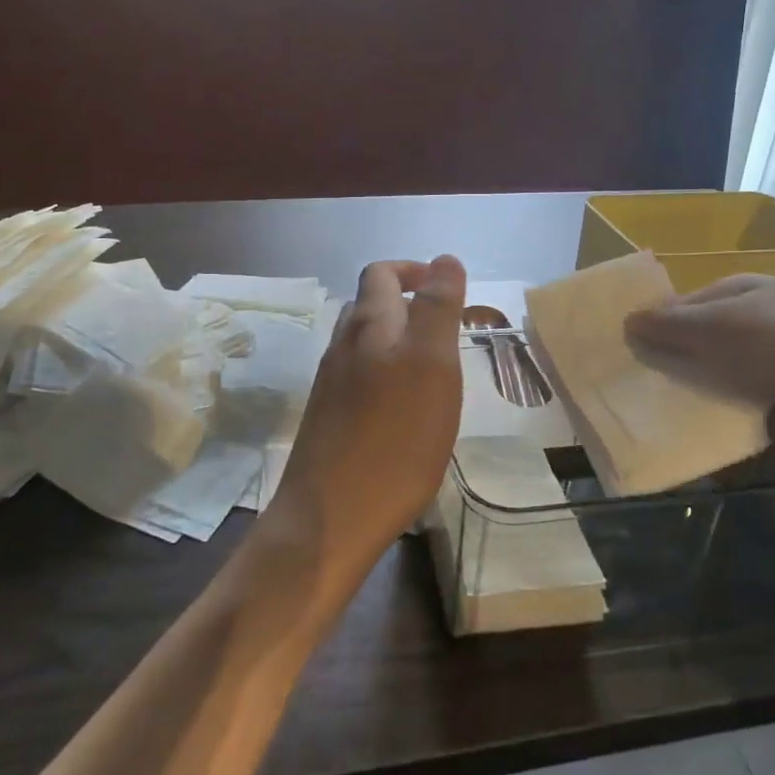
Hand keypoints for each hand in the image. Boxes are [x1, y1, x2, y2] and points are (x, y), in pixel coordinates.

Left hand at [272, 256, 465, 582]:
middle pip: (369, 305)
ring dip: (396, 340)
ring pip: (362, 343)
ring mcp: (330, 383)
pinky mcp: (328, 417)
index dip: (414, 271)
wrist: (332, 516)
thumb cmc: (395, 438)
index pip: (382, 274)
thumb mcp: (432, 365)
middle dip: (406, 304)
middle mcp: (342, 346)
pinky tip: (404, 407)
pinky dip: (384, 374)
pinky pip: (358, 378)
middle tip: (445, 330)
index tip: (446, 290)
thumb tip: (444, 258)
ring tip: (431, 366)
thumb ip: (438, 309)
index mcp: (368, 325)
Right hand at [624, 273, 774, 463]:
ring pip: (712, 380)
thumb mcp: (723, 327)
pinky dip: (714, 422)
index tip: (617, 349)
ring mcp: (770, 365)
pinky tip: (683, 434)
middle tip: (623, 386)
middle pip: (695, 343)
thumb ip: (672, 325)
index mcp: (740, 293)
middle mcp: (753, 324)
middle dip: (665, 362)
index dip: (650, 324)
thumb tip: (627, 320)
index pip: (681, 305)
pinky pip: (734, 413)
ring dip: (687, 395)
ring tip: (643, 413)